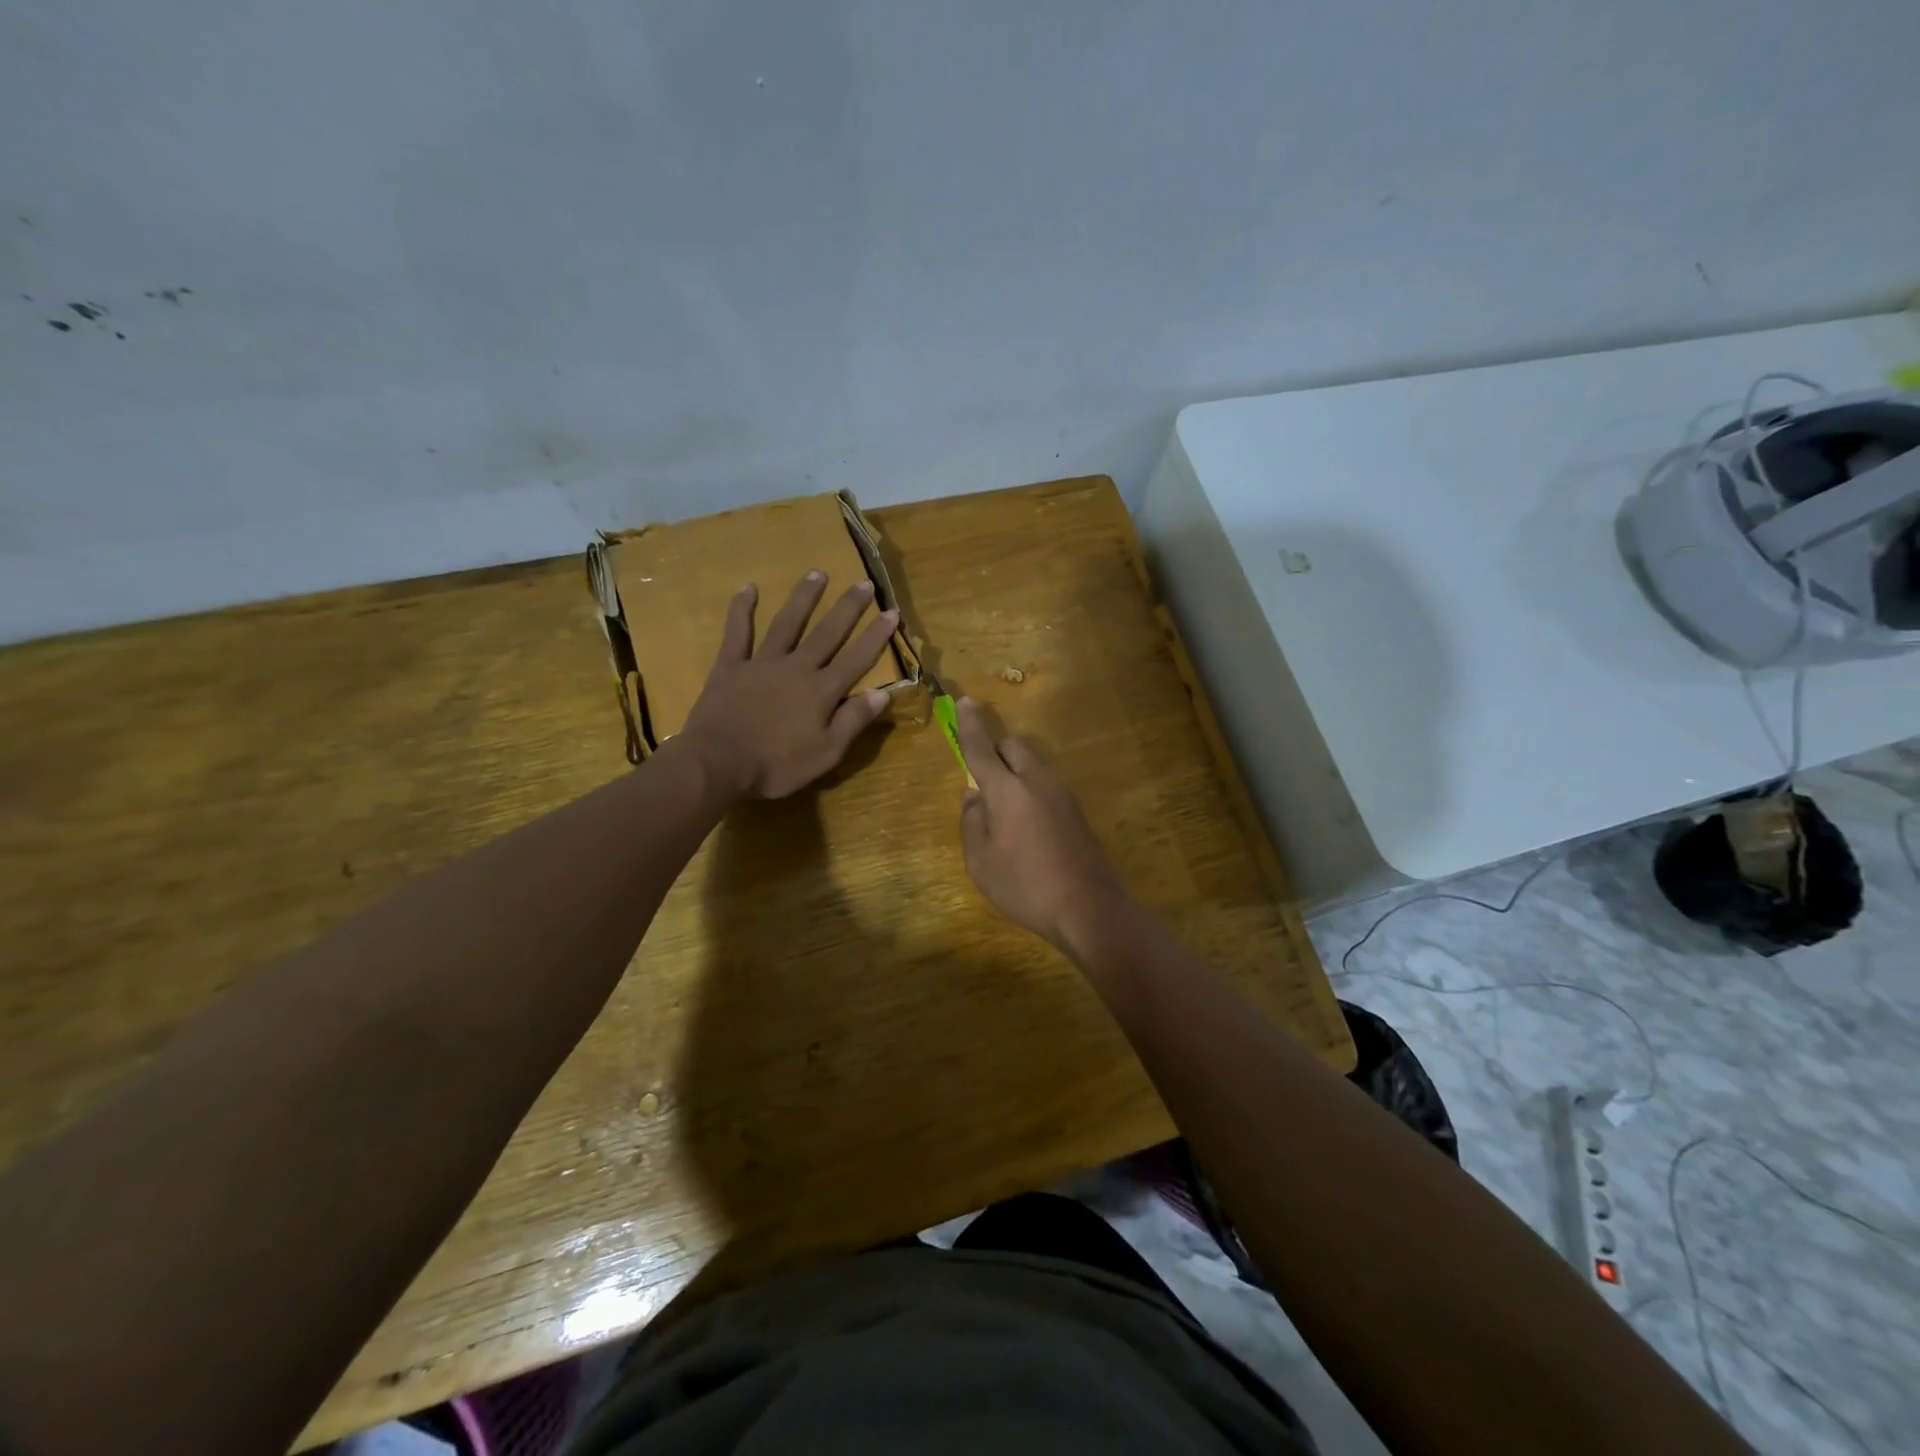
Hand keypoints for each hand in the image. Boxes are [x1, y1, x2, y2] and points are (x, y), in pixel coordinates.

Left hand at [682, 571, 898, 798]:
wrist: (717, 763)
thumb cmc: (775, 765)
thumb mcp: (825, 753)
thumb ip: (853, 721)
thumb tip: (883, 694)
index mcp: (821, 691)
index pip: (857, 659)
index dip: (876, 636)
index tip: (892, 611)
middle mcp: (796, 668)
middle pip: (827, 633)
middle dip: (848, 608)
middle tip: (864, 583)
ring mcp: (762, 663)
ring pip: (787, 623)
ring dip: (804, 598)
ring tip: (818, 573)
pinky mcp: (730, 666)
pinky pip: (737, 632)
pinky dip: (742, 609)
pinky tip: (749, 588)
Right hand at [956, 698, 1128, 953]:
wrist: (1089, 907)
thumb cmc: (1025, 886)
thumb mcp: (980, 861)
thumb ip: (972, 821)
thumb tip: (973, 796)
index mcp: (1007, 790)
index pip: (982, 748)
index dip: (970, 725)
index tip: (964, 701)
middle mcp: (1037, 781)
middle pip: (1014, 746)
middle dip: (995, 750)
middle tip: (982, 780)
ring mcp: (1062, 794)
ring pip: (1033, 765)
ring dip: (1014, 772)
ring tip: (1003, 814)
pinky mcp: (1077, 810)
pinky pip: (1046, 785)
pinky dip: (1030, 790)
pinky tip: (1027, 828)